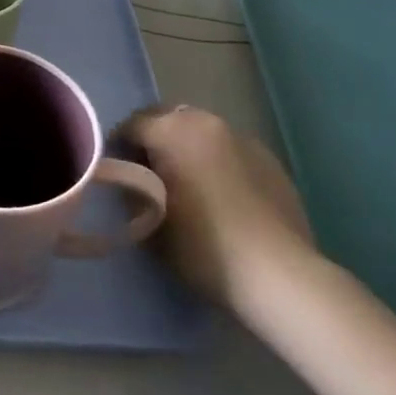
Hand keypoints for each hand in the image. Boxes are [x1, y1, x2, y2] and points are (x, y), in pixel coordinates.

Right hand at [125, 106, 314, 309]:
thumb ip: (131, 189)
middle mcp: (207, 122)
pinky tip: (221, 196)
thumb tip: (129, 178)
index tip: (117, 174)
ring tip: (187, 184)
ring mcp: (244, 139)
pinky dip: (217, 162)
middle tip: (148, 175)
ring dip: (187, 148)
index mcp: (173, 130)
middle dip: (154, 140)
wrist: (277, 275)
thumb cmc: (202, 246)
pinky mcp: (270, 161)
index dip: (118, 148)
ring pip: (201, 133)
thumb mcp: (149, 220)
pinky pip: (230, 152)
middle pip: (167, 118)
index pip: (131, 125)